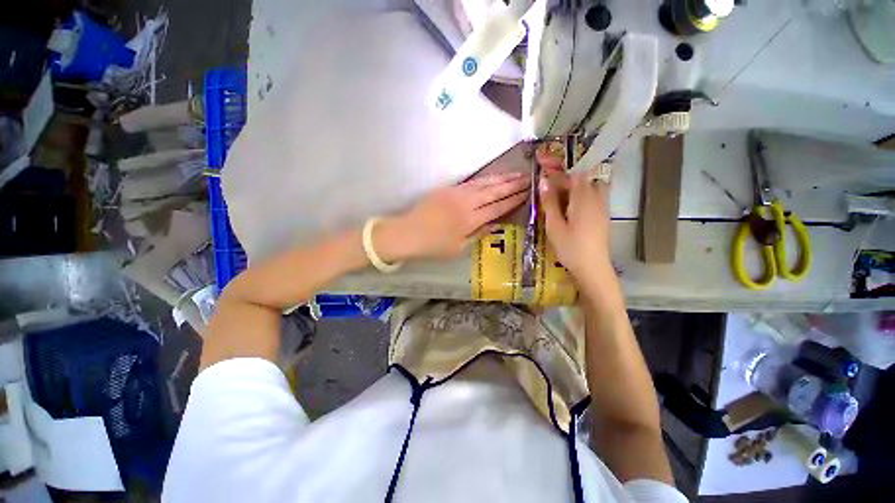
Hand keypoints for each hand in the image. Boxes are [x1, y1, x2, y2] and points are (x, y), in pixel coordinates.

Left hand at [376, 172, 529, 260]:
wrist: (407, 232)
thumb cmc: (433, 246)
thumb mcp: (459, 248)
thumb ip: (479, 234)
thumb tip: (496, 224)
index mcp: (470, 220)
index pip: (498, 207)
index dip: (513, 200)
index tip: (527, 193)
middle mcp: (466, 203)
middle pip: (493, 192)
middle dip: (512, 185)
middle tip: (528, 178)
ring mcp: (457, 193)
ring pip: (484, 183)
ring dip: (501, 178)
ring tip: (516, 174)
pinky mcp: (448, 188)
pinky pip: (471, 182)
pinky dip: (485, 179)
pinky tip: (493, 177)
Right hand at [537, 149, 611, 278]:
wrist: (593, 268)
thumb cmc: (571, 247)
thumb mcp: (554, 225)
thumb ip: (549, 202)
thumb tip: (543, 180)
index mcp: (584, 198)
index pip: (573, 172)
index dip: (558, 164)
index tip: (543, 160)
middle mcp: (597, 197)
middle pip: (581, 176)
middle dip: (563, 173)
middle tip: (545, 178)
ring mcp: (602, 205)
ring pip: (588, 185)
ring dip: (571, 183)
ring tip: (555, 190)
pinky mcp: (602, 214)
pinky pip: (591, 194)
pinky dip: (578, 192)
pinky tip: (567, 203)